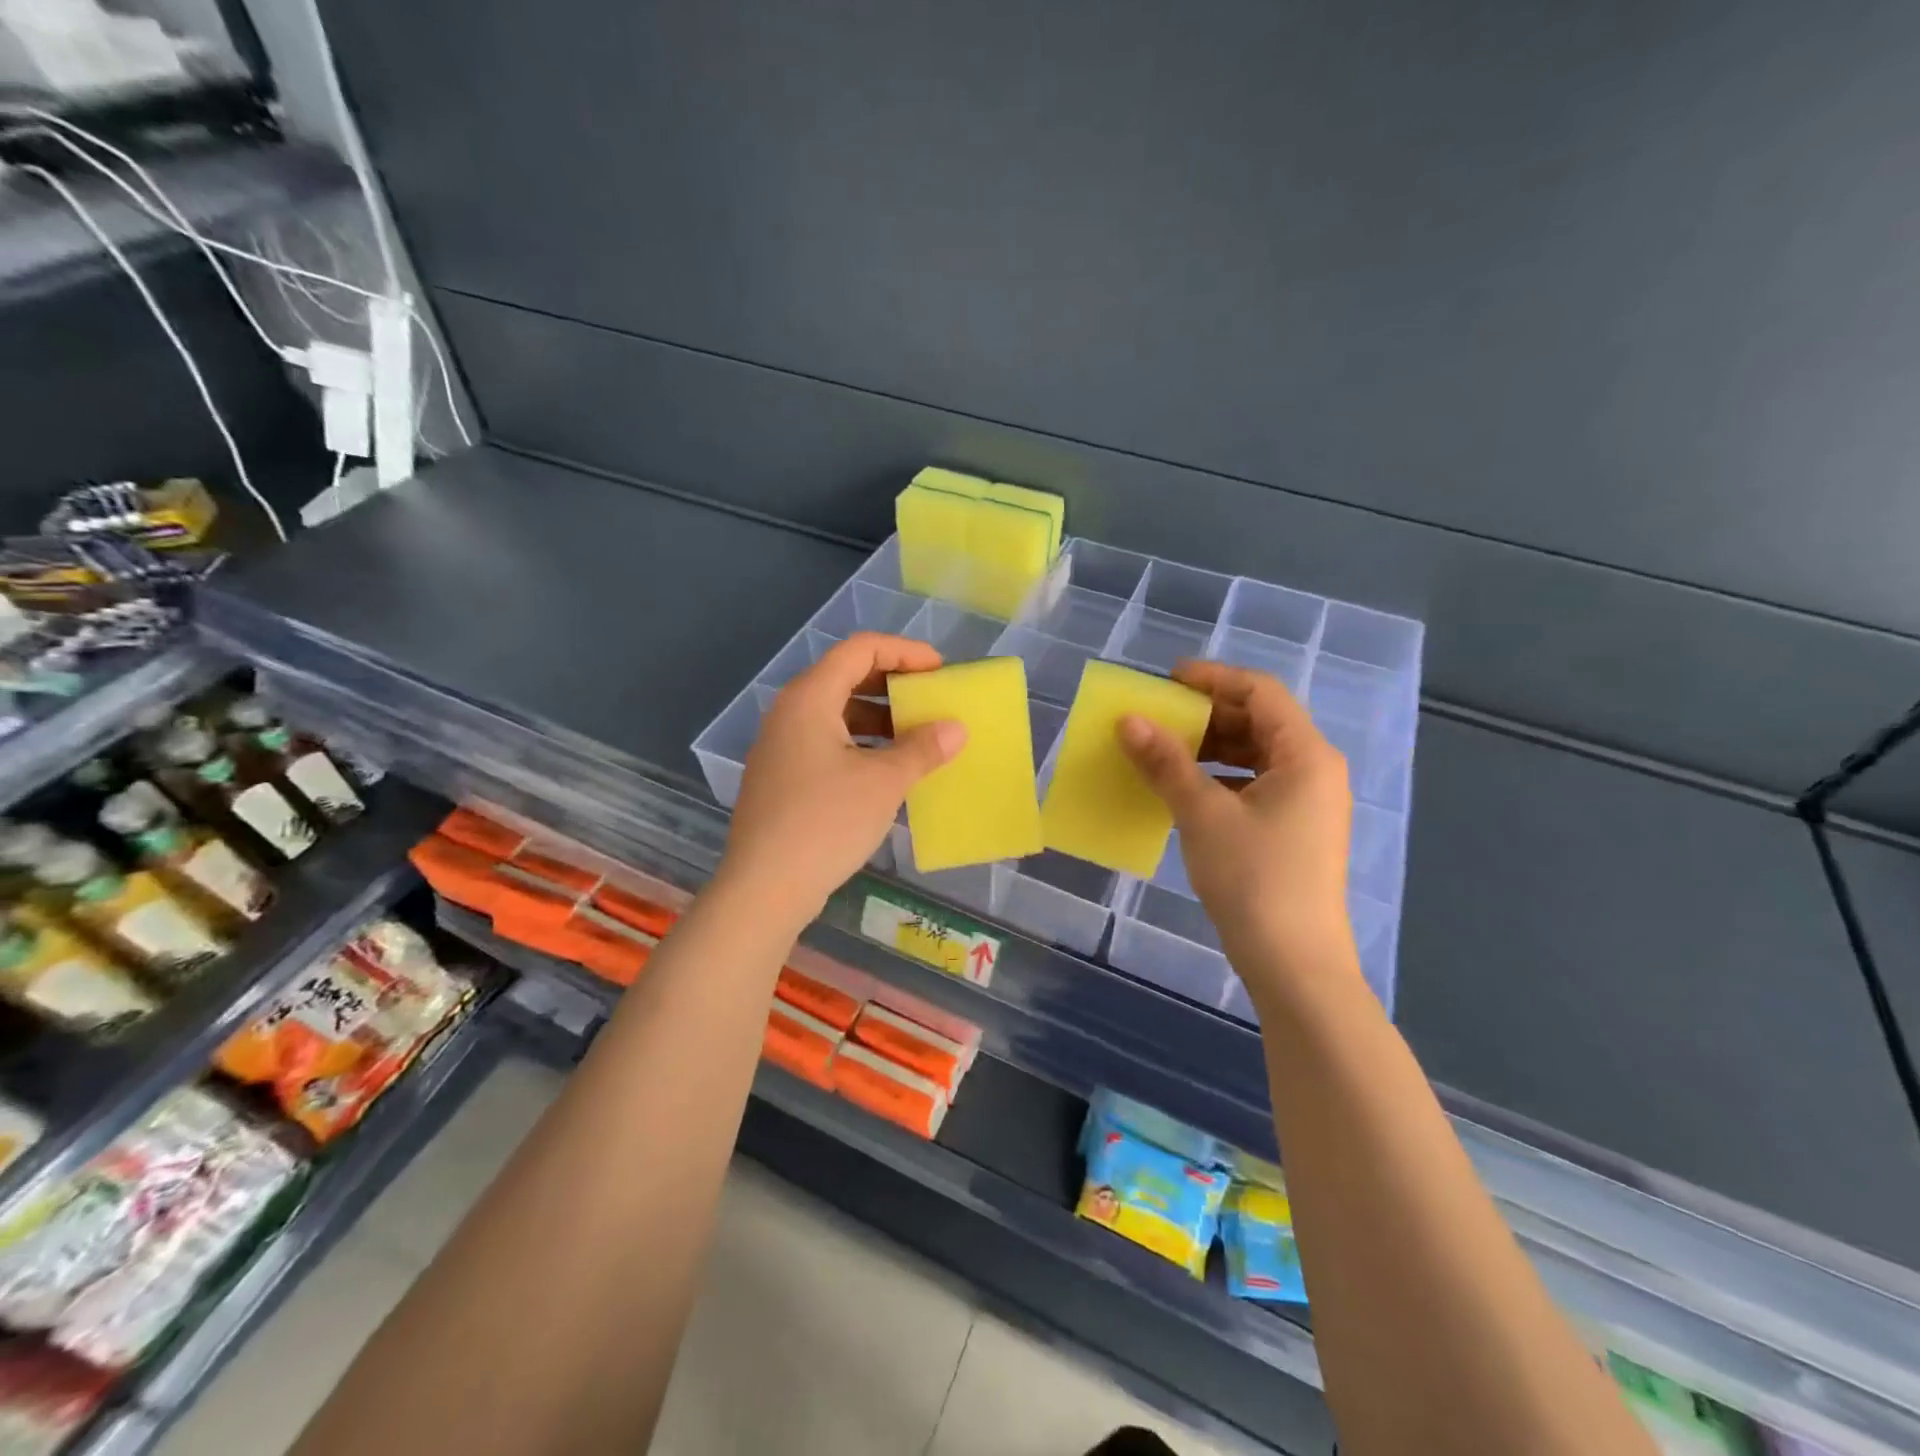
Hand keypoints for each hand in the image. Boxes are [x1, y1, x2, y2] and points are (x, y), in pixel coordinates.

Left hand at [720, 633, 965, 925]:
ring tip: (917, 737)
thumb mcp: (883, 782)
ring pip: (837, 714)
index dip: (904, 651)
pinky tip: (887, 770)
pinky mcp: (782, 777)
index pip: (860, 649)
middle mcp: (790, 712)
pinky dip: (861, 745)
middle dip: (893, 685)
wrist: (764, 887)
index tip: (939, 671)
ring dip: (879, 719)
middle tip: (931, 701)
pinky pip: (827, 743)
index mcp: (810, 698)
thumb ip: (922, 748)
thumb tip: (956, 728)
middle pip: (846, 677)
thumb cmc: (826, 822)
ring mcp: (781, 746)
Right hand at [1118, 661, 1355, 1000]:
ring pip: (1254, 755)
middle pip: (1259, 721)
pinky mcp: (1293, 830)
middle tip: (1157, 718)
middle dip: (1206, 715)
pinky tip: (1183, 791)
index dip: (1212, 678)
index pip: (1260, 692)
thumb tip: (1128, 720)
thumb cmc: (1254, 878)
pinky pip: (1253, 785)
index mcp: (1306, 755)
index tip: (1166, 681)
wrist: (1294, 964)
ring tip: (1162, 752)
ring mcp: (1306, 803)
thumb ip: (1166, 762)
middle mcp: (1314, 770)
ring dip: (1209, 748)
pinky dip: (1218, 779)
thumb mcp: (1203, 814)